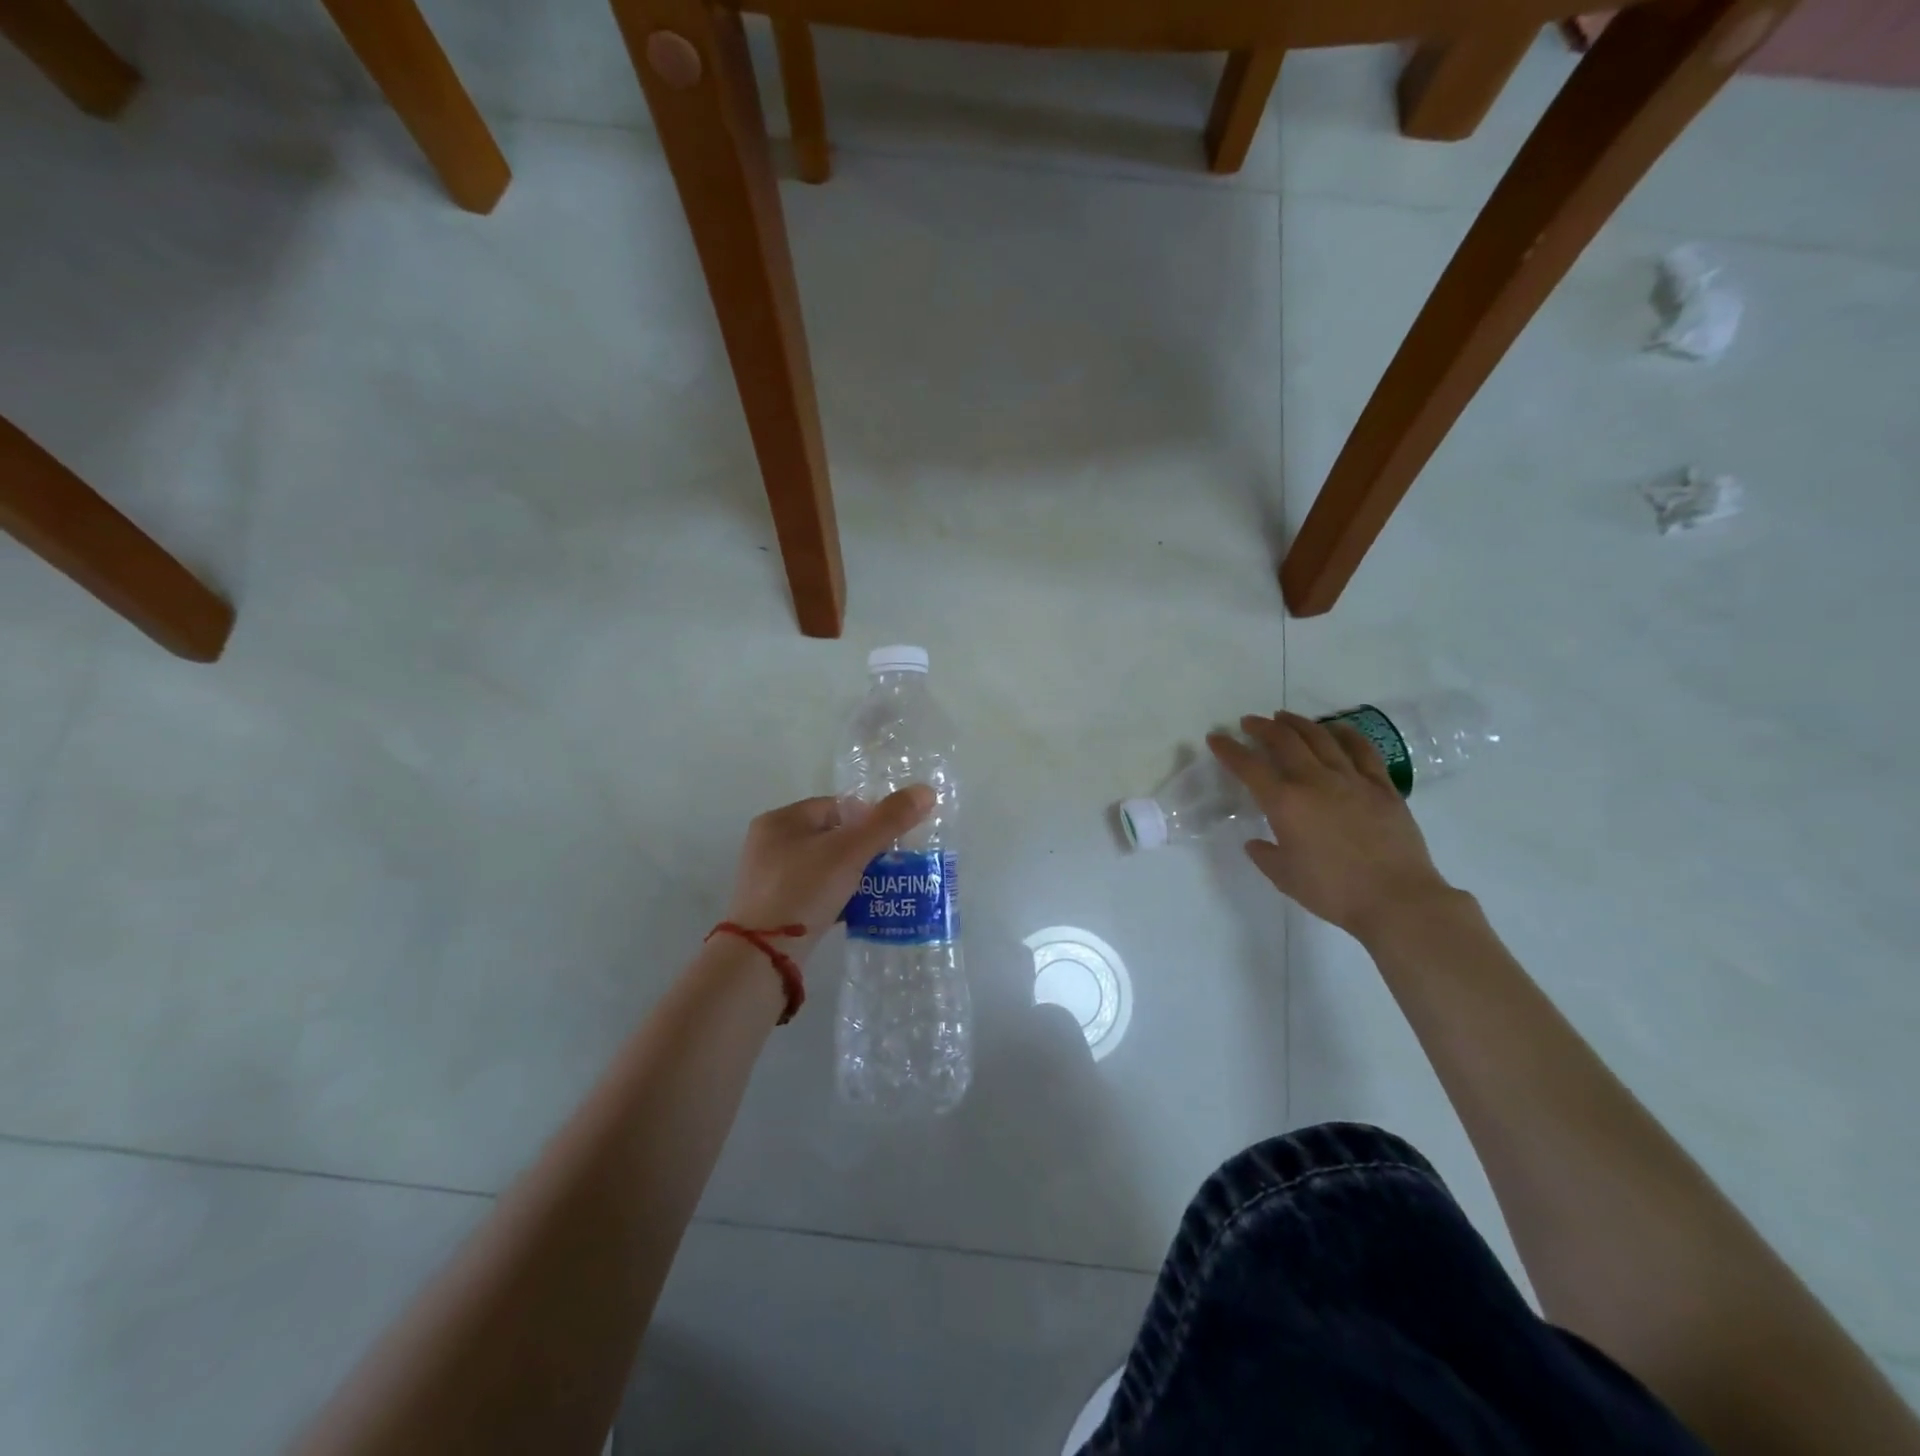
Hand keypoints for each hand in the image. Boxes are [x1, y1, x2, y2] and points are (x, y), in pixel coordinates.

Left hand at [722, 787, 935, 958]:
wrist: (763, 957)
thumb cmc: (804, 890)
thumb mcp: (851, 851)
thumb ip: (888, 820)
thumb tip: (926, 791)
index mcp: (781, 820)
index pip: (836, 806)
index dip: (869, 818)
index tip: (893, 840)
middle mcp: (770, 844)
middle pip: (831, 836)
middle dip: (864, 848)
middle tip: (892, 865)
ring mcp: (769, 879)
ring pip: (824, 866)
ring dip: (853, 874)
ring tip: (882, 888)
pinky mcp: (774, 909)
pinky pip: (815, 893)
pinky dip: (838, 897)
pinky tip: (859, 910)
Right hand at [1209, 712, 1454, 940]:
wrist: (1397, 900)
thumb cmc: (1333, 891)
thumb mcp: (1285, 877)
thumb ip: (1266, 855)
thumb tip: (1256, 842)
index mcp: (1285, 803)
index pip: (1249, 767)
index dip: (1229, 750)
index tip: (1216, 738)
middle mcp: (1315, 781)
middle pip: (1285, 741)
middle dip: (1262, 727)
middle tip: (1250, 722)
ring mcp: (1352, 780)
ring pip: (1321, 738)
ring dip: (1299, 723)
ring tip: (1285, 717)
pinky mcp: (1382, 787)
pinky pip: (1362, 750)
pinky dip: (1346, 734)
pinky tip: (1337, 728)